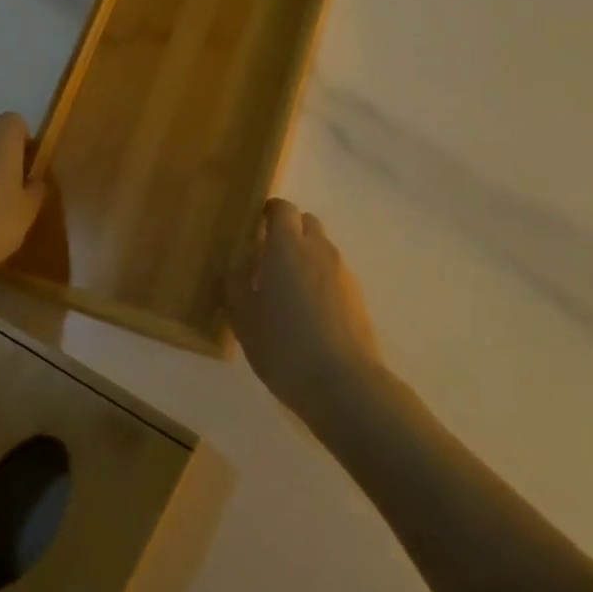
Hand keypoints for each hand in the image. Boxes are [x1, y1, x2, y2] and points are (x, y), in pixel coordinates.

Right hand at [226, 199, 381, 427]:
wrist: (343, 382)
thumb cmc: (283, 346)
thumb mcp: (243, 319)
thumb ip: (235, 285)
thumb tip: (235, 267)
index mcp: (287, 247)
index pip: (283, 209)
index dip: (270, 212)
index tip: (256, 226)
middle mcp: (318, 249)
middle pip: (306, 222)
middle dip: (289, 231)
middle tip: (269, 258)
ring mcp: (342, 271)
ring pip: (321, 248)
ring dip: (305, 257)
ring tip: (288, 290)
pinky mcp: (357, 295)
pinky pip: (333, 273)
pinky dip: (320, 279)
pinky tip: (308, 312)